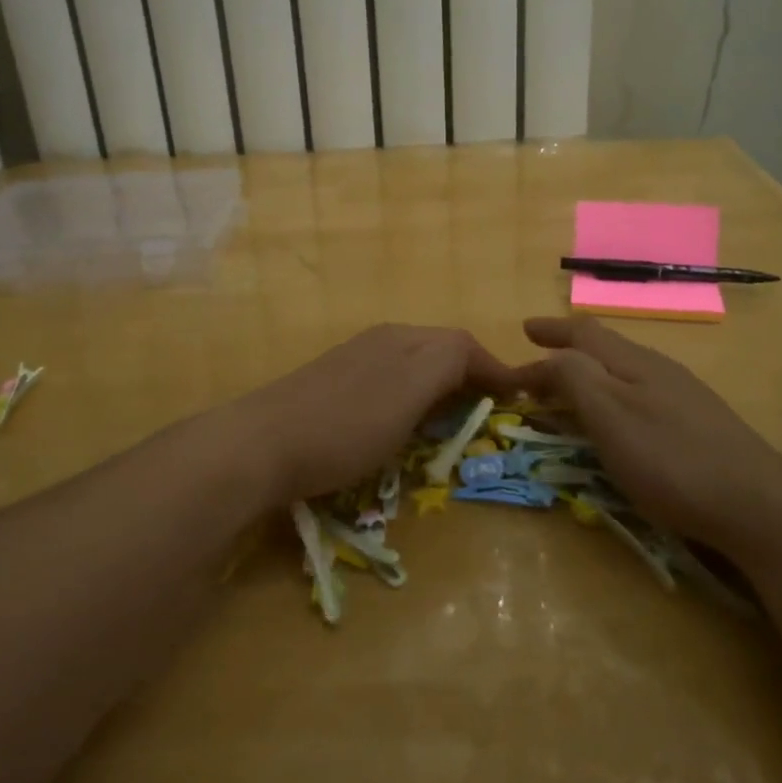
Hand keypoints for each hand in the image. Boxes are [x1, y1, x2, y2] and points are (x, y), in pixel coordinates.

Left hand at [241, 325, 519, 504]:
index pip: (463, 344)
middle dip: (469, 376)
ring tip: (453, 419)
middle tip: (488, 411)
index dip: (495, 369)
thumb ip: (449, 365)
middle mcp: (382, 340)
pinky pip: (389, 382)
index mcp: (405, 339)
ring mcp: (354, 361)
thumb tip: (484, 361)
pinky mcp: (332, 385)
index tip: (520, 397)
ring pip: (414, 365)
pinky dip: (412, 398)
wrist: (261, 443)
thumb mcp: (409, 391)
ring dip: (441, 386)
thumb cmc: (346, 424)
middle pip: (440, 349)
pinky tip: (401, 421)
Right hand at [514, 316, 781, 550]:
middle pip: (606, 347)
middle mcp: (659, 369)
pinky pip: (642, 394)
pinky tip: (620, 418)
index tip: (522, 331)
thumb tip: (547, 357)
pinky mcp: (699, 425)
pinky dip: (614, 396)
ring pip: (625, 370)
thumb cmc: (671, 459)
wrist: (759, 505)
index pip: (583, 333)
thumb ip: (574, 379)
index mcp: (633, 362)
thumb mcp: (610, 416)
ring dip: (591, 372)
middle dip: (568, 349)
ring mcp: (684, 396)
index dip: (551, 330)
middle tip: (539, 359)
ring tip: (571, 386)